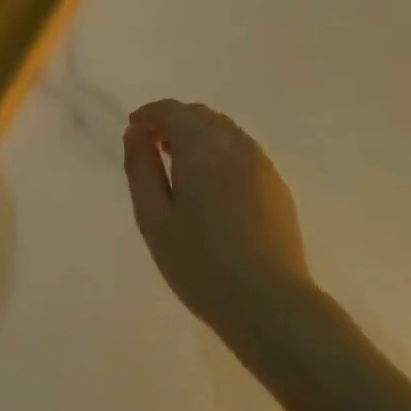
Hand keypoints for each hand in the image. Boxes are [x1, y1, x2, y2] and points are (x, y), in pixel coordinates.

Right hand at [122, 99, 312, 326]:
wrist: (268, 301)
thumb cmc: (199, 262)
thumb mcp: (153, 217)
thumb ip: (141, 167)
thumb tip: (136, 132)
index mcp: (201, 145)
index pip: (171, 110)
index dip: (148, 116)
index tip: (133, 135)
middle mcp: (235, 142)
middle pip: (199, 115)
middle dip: (173, 123)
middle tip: (153, 152)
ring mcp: (261, 162)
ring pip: (224, 131)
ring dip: (198, 138)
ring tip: (180, 171)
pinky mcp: (276, 184)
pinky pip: (242, 152)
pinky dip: (220, 154)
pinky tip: (212, 190)